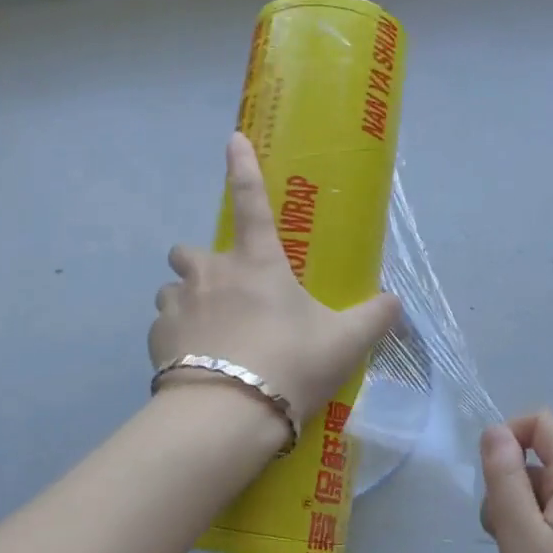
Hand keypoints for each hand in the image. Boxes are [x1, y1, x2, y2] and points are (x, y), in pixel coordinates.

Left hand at [150, 134, 400, 437]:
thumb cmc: (290, 364)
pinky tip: (194, 364)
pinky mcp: (156, 337)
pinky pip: (163, 326)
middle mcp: (211, 272)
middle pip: (189, 250)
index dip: (242, 167)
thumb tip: (395, 302)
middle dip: (201, 264)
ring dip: (187, 302)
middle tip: (225, 294)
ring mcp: (178, 303)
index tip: (233, 138)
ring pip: (173, 289)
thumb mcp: (343, 343)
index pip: (250, 200)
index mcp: (257, 263)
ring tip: (209, 335)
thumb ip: (373, 318)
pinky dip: (176, 338)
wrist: (228, 414)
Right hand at [480, 412, 552, 552]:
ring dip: (519, 516)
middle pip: (539, 459)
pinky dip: (536, 537)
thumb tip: (495, 430)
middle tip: (504, 536)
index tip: (492, 482)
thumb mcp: (522, 538)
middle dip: (508, 486)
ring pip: (544, 494)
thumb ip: (505, 478)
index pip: (542, 422)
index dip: (509, 437)